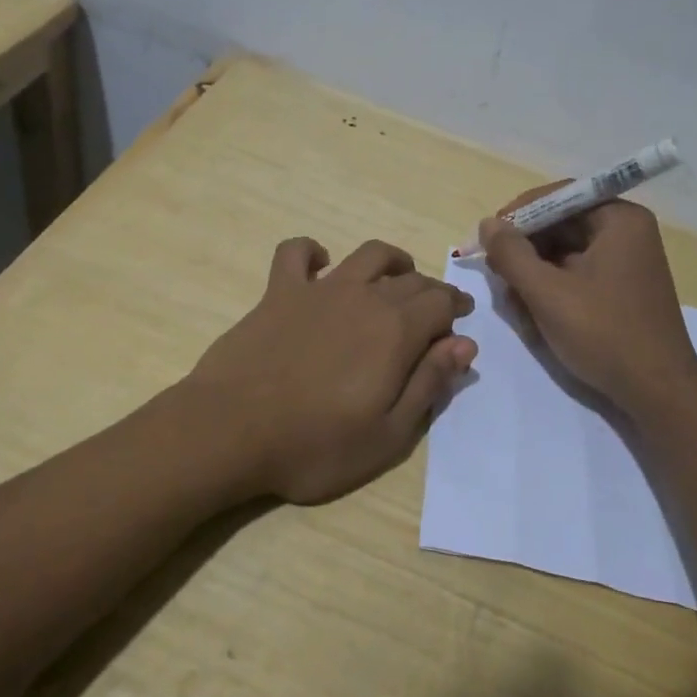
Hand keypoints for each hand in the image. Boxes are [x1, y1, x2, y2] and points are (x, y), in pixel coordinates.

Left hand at [188, 237, 477, 503]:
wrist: (231, 431)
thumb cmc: (315, 445)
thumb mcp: (388, 434)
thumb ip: (429, 384)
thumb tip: (465, 344)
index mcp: (396, 331)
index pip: (440, 303)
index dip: (456, 310)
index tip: (460, 321)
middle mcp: (364, 298)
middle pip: (410, 280)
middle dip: (431, 291)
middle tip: (435, 310)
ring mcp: (319, 290)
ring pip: (367, 255)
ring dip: (391, 260)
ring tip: (396, 276)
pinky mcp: (278, 292)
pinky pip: (295, 252)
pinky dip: (311, 251)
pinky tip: (318, 264)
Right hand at [478, 185, 696, 415]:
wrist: (658, 393)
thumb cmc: (604, 334)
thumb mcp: (548, 293)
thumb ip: (512, 254)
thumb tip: (488, 224)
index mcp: (619, 219)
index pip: (560, 196)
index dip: (519, 213)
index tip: (489, 237)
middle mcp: (628, 231)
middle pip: (562, 223)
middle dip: (526, 247)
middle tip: (497, 272)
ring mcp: (627, 261)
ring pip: (567, 251)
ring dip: (536, 270)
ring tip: (514, 298)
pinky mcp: (623, 288)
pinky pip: (579, 272)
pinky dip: (554, 286)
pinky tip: (534, 310)